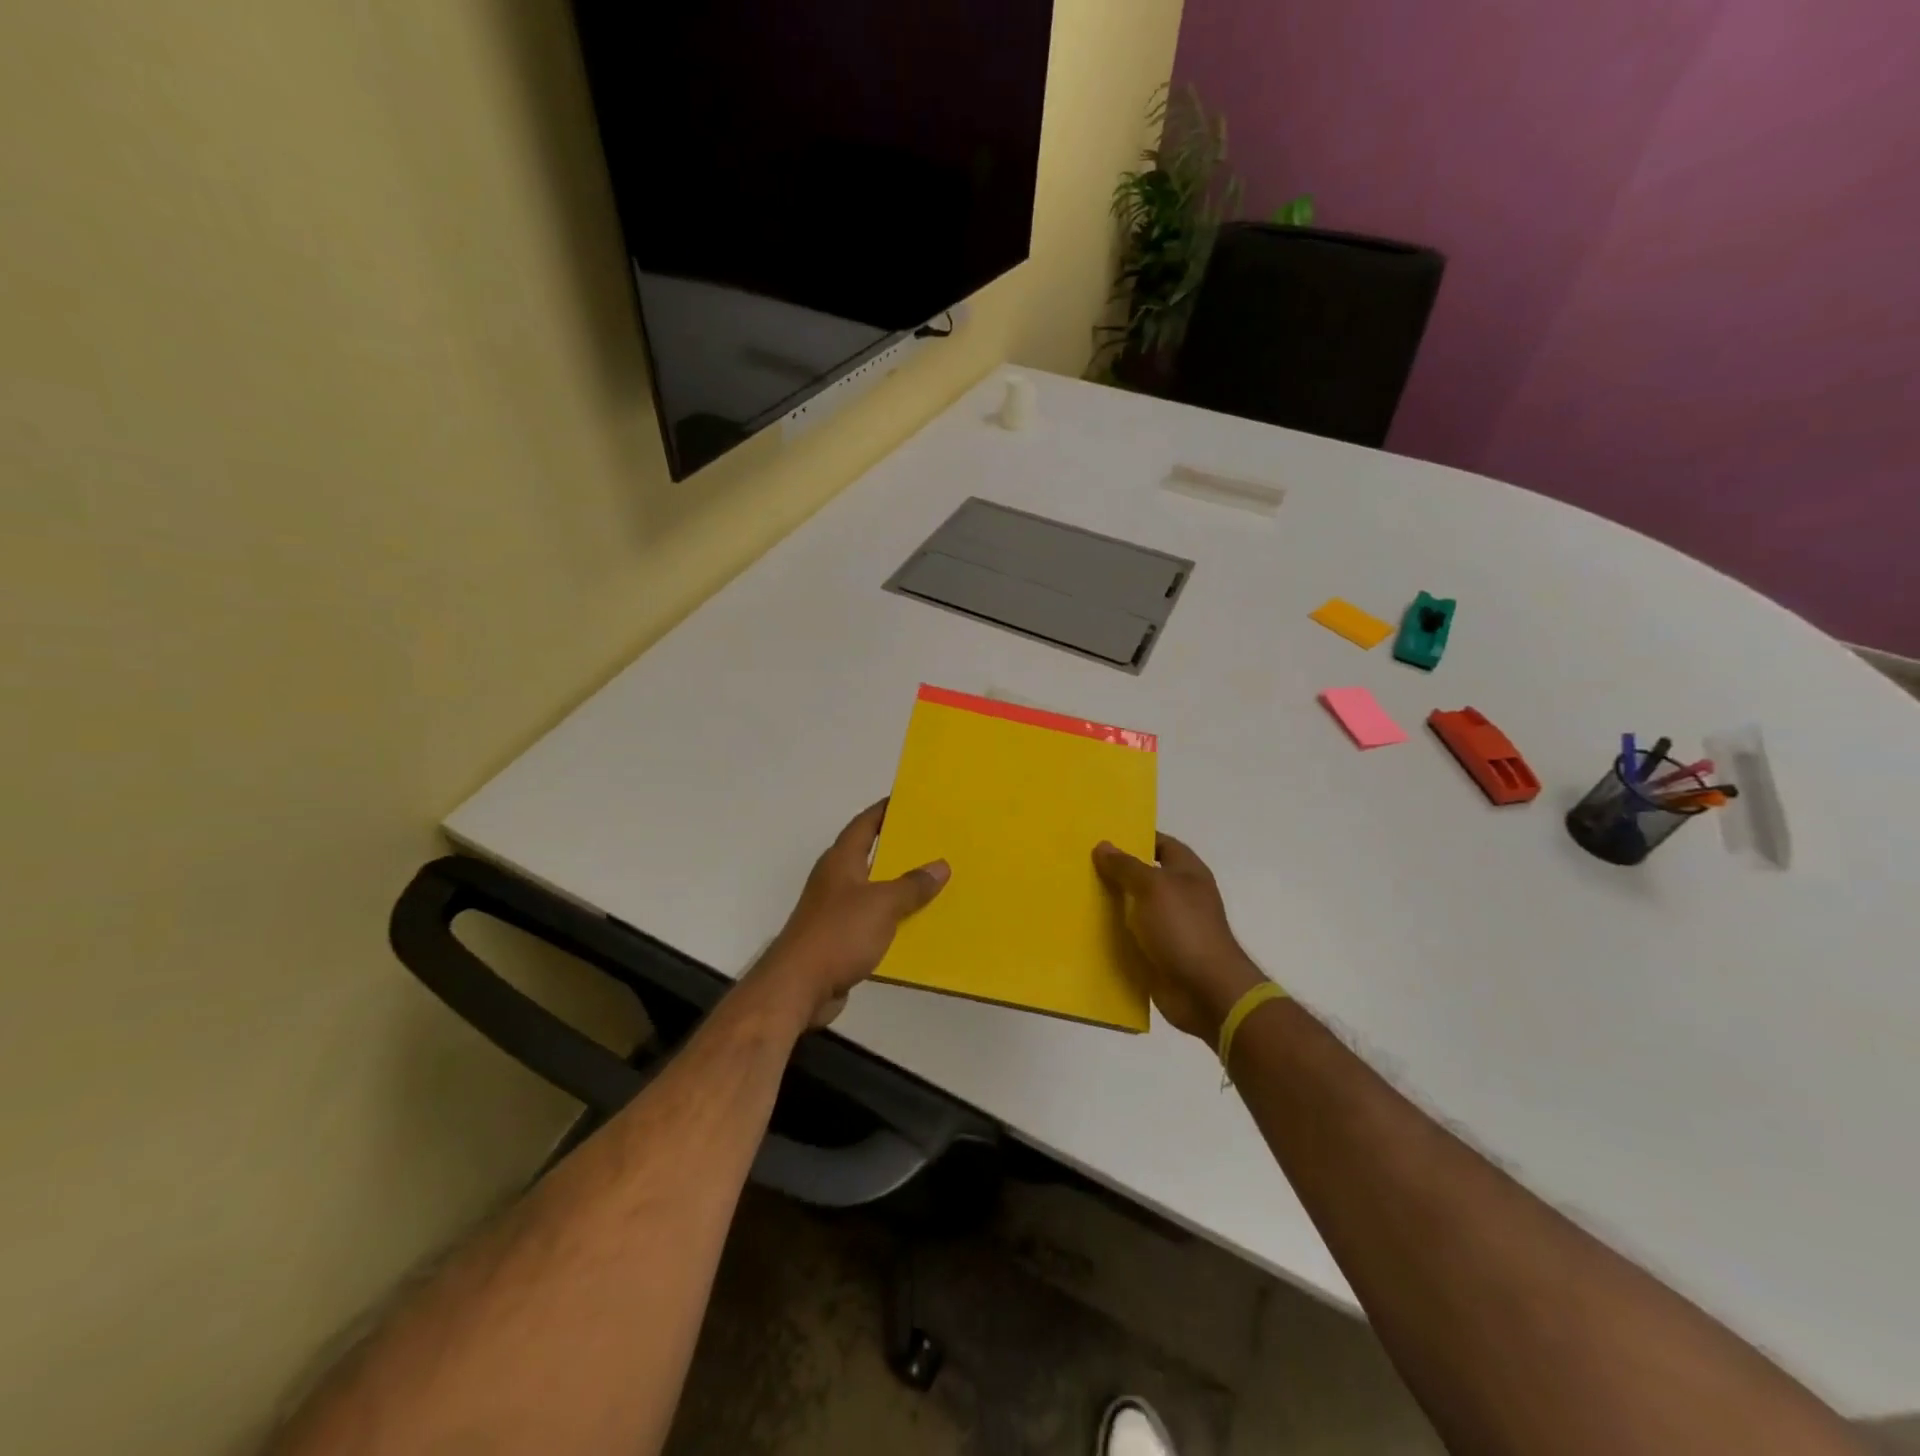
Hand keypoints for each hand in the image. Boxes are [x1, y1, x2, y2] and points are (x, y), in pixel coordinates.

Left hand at [755, 801, 949, 1027]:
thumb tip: (940, 865)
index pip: (865, 823)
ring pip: (873, 889)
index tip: (912, 801)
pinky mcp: (838, 938)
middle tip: (934, 842)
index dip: (886, 810)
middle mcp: (835, 879)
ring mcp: (834, 909)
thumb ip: (912, 885)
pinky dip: (892, 918)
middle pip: (870, 855)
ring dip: (899, 887)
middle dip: (899, 849)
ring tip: (934, 882)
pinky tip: (916, 924)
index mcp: (841, 860)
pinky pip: (872, 920)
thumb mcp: (883, 905)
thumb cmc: (839, 933)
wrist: (798, 986)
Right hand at [1093, 833, 1268, 1042]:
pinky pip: (1130, 938)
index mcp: (1187, 872)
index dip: (1136, 838)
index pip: (1161, 844)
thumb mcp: (1152, 887)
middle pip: (1143, 876)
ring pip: (1133, 908)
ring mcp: (1169, 927)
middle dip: (1115, 871)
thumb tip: (1103, 845)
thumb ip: (1126, 866)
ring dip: (1110, 905)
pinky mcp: (1157, 954)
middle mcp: (1179, 896)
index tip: (1103, 836)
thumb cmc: (1183, 928)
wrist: (1205, 991)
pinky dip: (1112, 936)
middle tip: (1080, 863)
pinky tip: (1084, 930)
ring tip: (1074, 893)